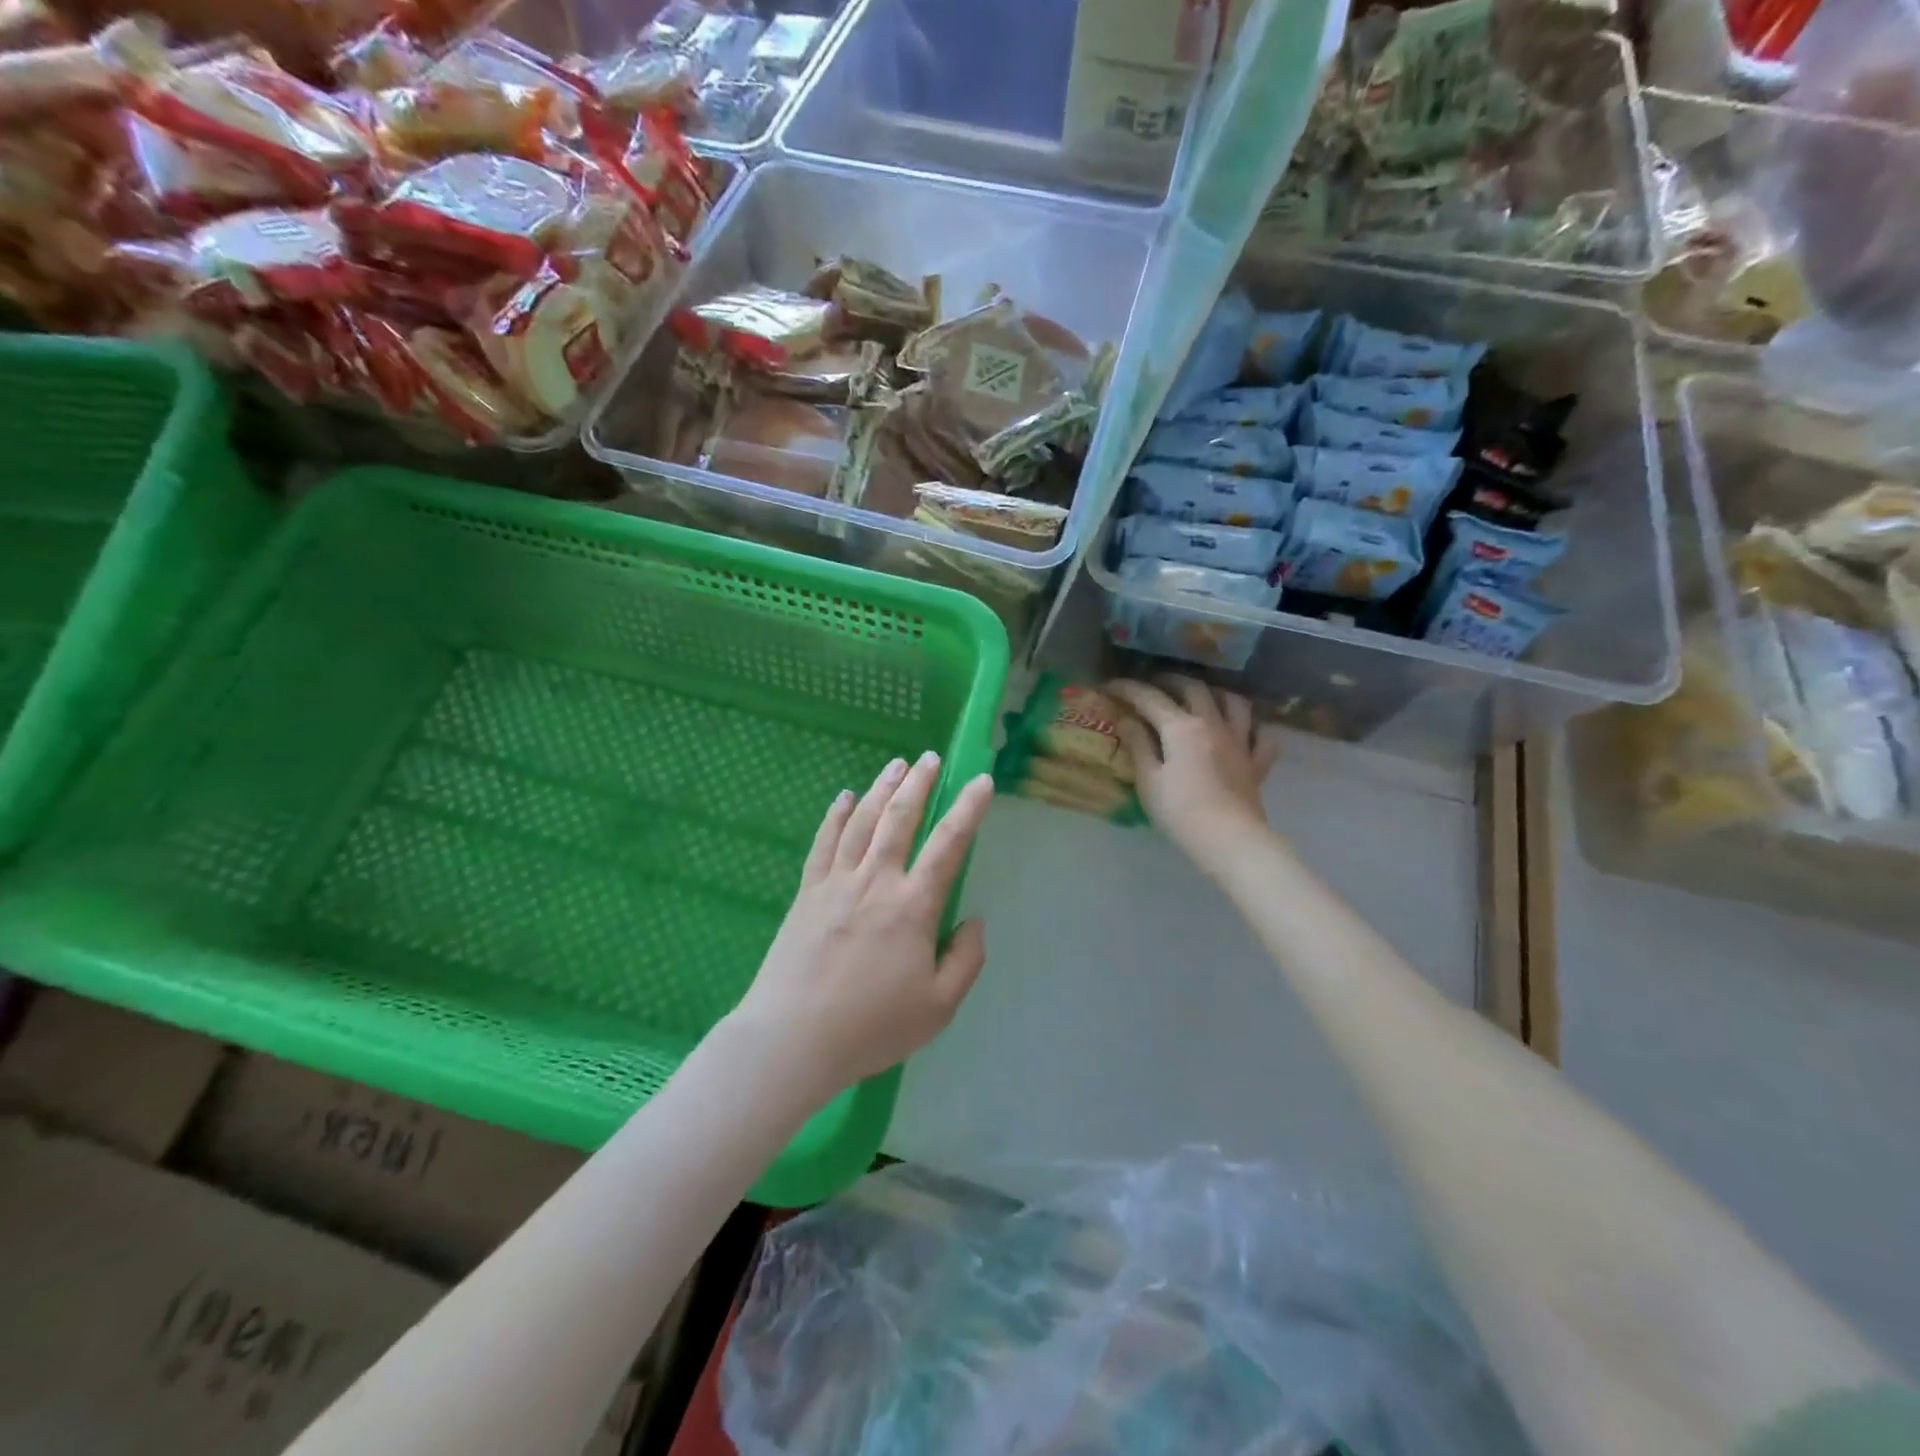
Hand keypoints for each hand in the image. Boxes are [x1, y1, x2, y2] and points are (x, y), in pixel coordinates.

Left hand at [734, 753, 995, 1102]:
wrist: (792, 1038)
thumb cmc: (871, 1027)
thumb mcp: (938, 1007)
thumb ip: (965, 960)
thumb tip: (972, 920)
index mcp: (912, 906)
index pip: (948, 844)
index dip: (968, 809)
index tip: (981, 781)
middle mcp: (876, 881)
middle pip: (900, 818)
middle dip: (919, 783)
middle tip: (930, 758)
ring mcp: (837, 882)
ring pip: (863, 821)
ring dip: (882, 788)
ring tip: (896, 764)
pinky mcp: (807, 892)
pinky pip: (824, 842)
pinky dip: (836, 815)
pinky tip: (845, 797)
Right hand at [1106, 678, 1280, 870]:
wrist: (1229, 840)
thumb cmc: (1180, 812)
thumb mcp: (1148, 780)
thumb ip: (1138, 744)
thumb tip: (1126, 719)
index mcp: (1181, 727)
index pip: (1149, 698)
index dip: (1127, 688)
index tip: (1110, 685)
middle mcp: (1212, 724)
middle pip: (1193, 688)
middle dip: (1170, 680)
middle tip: (1153, 684)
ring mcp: (1239, 741)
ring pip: (1233, 702)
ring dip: (1215, 692)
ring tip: (1201, 696)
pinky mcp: (1256, 763)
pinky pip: (1261, 735)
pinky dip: (1252, 727)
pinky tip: (1242, 731)